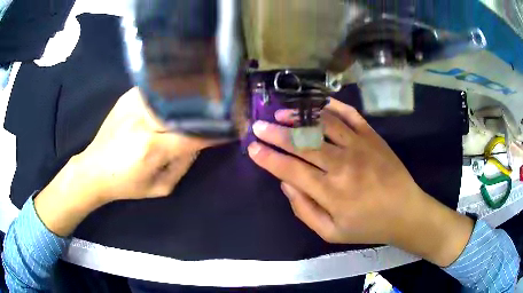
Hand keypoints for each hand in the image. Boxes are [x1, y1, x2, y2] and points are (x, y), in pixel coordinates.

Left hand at [70, 87, 221, 202]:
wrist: (93, 169)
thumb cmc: (126, 184)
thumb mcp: (160, 187)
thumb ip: (183, 164)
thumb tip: (200, 140)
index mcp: (150, 148)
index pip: (193, 135)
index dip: (216, 130)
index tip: (234, 126)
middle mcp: (142, 121)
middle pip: (184, 107)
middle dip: (208, 107)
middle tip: (226, 104)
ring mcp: (133, 104)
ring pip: (172, 92)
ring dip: (192, 93)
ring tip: (209, 92)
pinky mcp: (127, 97)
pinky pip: (157, 88)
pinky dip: (172, 89)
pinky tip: (181, 90)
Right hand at [247, 98, 473, 266]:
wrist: (405, 213)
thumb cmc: (368, 226)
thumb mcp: (331, 232)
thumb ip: (304, 210)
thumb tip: (285, 183)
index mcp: (330, 192)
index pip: (290, 169)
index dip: (268, 158)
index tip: (252, 148)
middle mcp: (342, 164)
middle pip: (303, 143)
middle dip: (276, 133)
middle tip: (258, 125)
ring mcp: (360, 146)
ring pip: (323, 124)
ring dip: (299, 116)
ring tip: (281, 112)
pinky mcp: (373, 137)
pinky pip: (350, 115)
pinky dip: (332, 106)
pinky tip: (318, 104)